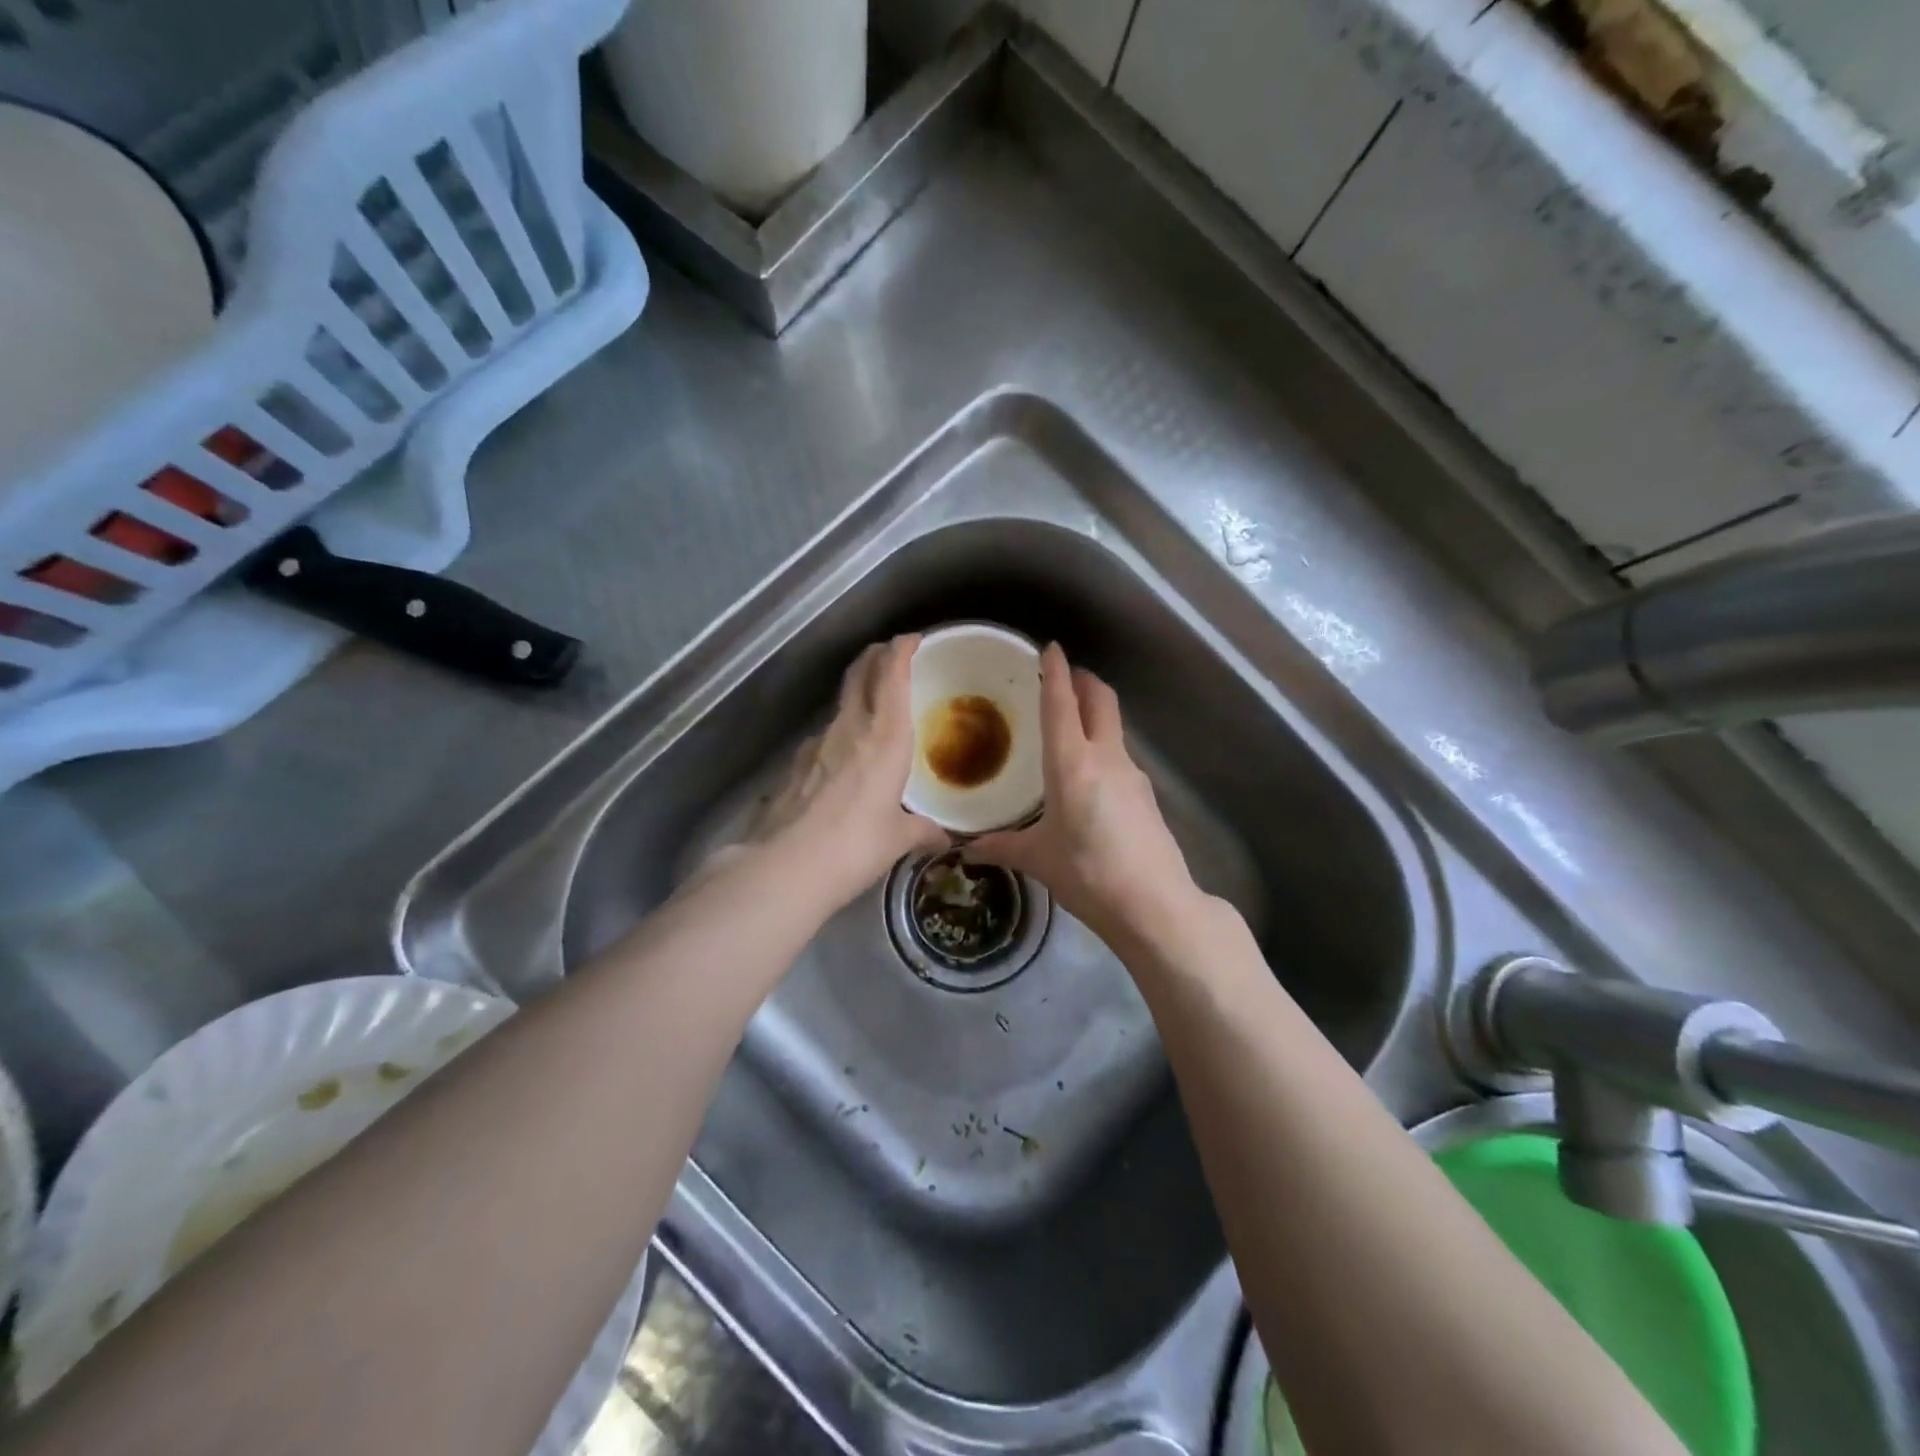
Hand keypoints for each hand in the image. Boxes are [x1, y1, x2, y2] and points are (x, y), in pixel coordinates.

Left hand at [747, 635, 949, 906]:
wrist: (784, 867)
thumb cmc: (855, 847)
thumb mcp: (897, 839)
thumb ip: (922, 831)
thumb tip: (943, 838)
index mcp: (885, 738)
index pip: (892, 675)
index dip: (901, 650)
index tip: (912, 639)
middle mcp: (849, 728)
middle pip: (860, 674)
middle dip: (876, 657)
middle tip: (890, 656)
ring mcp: (816, 743)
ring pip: (840, 704)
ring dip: (857, 695)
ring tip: (873, 712)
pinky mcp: (794, 764)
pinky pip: (824, 736)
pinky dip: (839, 734)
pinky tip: (843, 761)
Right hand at [969, 644, 1203, 950]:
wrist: (1156, 905)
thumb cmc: (1089, 875)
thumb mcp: (1039, 860)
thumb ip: (1002, 848)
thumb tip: (965, 850)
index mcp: (1072, 764)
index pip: (1062, 704)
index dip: (1056, 672)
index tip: (1049, 648)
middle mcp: (1105, 757)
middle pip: (1100, 700)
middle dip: (1084, 681)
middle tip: (1063, 677)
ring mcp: (1132, 774)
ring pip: (1113, 727)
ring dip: (1094, 714)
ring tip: (1069, 726)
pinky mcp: (1146, 795)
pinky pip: (1119, 755)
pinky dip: (1102, 747)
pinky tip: (1088, 776)